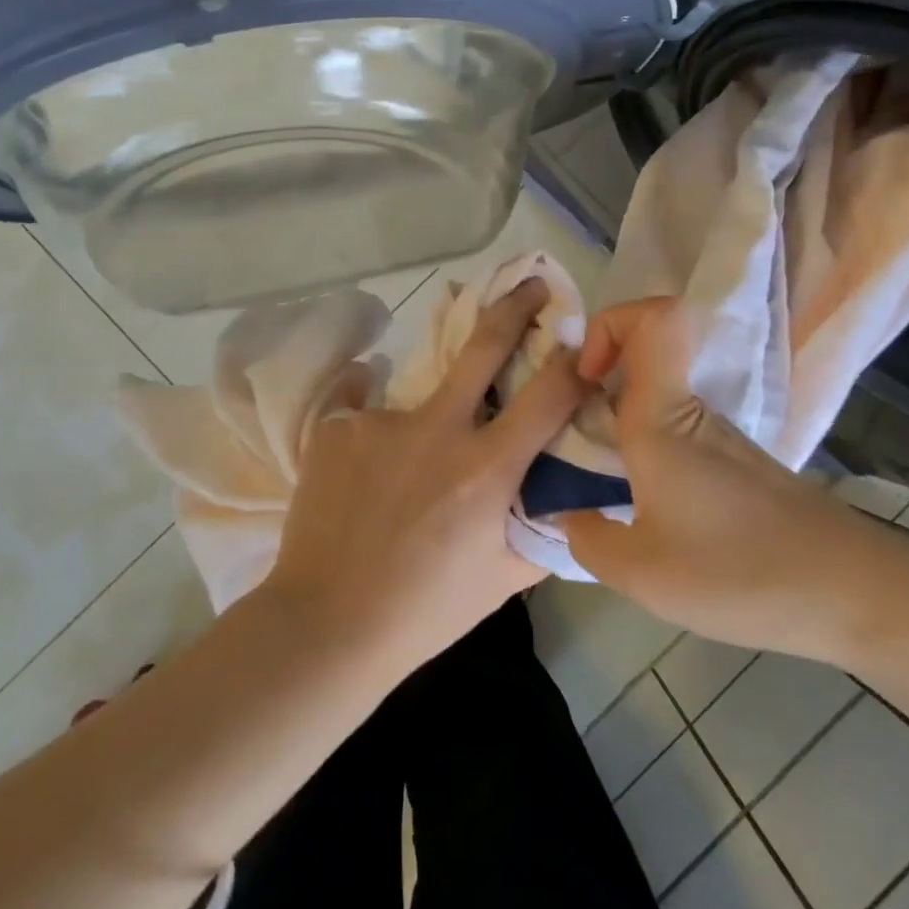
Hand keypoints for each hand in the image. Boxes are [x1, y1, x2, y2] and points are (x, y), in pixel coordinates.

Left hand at [259, 278, 590, 677]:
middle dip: (515, 306)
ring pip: (420, 400)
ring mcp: (381, 422)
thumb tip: (565, 495)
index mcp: (486, 469)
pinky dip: (375, 441)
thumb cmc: (427, 610)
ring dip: (424, 426)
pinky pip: (368, 417)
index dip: (572, 360)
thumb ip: (541, 529)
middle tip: (529, 285)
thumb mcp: (504, 579)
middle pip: (484, 345)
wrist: (328, 623)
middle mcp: (437, 429)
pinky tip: (362, 482)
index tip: (580, 335)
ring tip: (399, 482)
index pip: (549, 395)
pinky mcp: (337, 426)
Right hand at [562, 298, 908, 664]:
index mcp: (664, 419)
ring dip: (613, 423)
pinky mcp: (734, 466)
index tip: (585, 377)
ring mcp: (718, 438)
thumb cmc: (741, 572)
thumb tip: (563, 516)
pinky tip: (637, 509)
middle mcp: (691, 413)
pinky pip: (673, 435)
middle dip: (592, 382)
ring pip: (653, 400)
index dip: (610, 324)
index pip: (654, 318)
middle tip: (564, 436)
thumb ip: (586, 540)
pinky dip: (642, 453)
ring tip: (590, 484)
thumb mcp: (642, 573)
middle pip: (641, 356)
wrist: (856, 596)